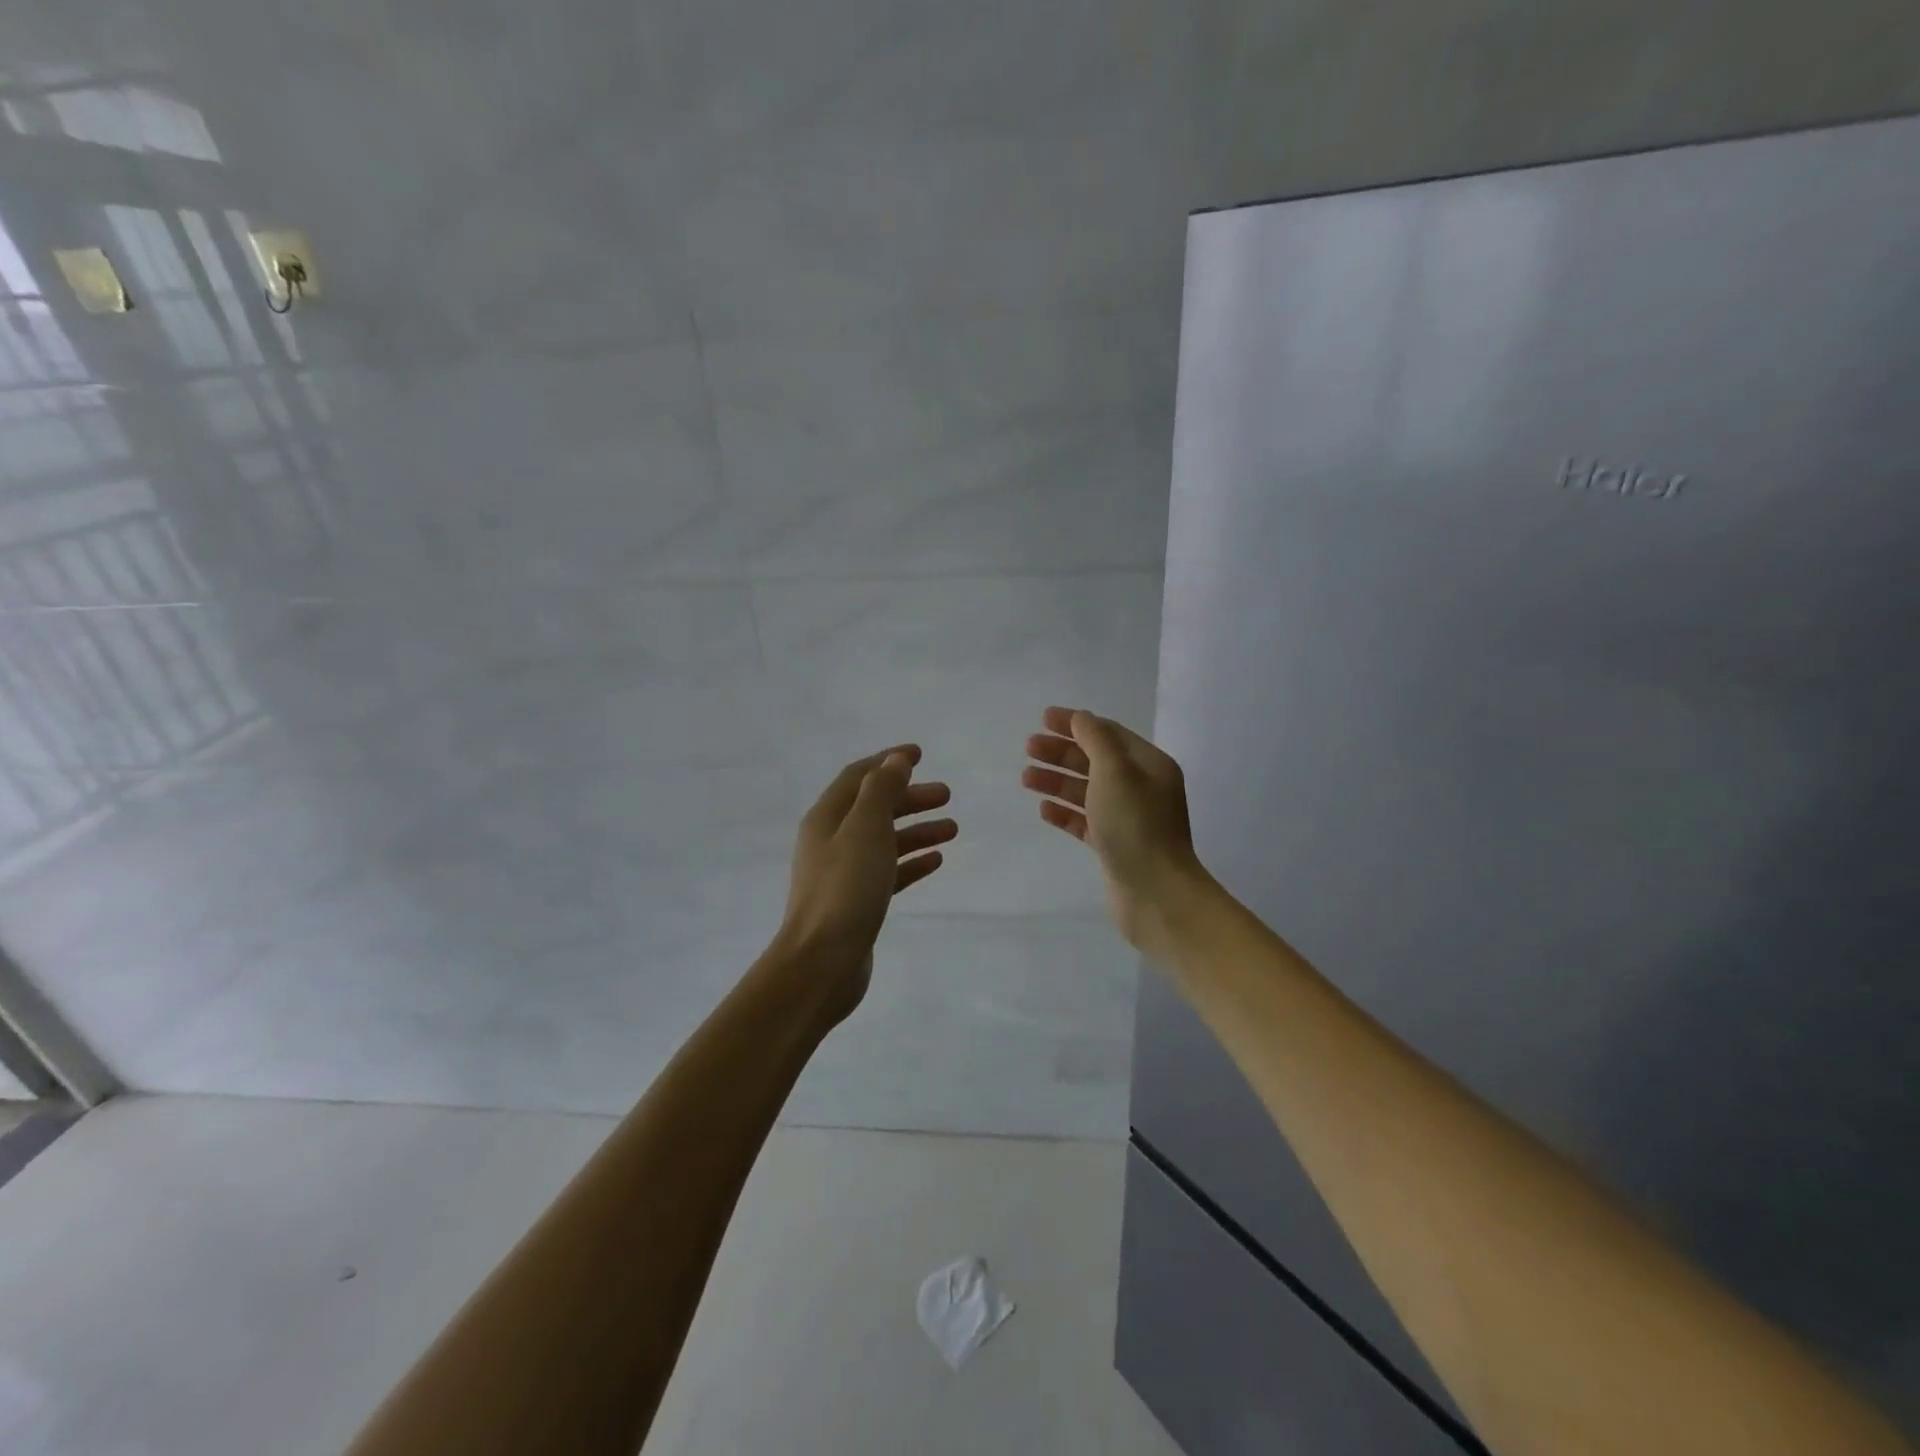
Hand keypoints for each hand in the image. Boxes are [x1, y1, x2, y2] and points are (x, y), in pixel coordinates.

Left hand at [775, 745, 955, 1022]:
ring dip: (916, 830)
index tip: (921, 755)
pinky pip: (888, 872)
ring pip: (884, 840)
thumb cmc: (845, 889)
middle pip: (874, 807)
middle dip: (910, 797)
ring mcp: (843, 874)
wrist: (821, 964)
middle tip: (947, 795)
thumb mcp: (866, 830)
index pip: (858, 776)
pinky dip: (911, 862)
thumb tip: (895, 760)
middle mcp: (831, 841)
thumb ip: (881, 791)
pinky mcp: (856, 902)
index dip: (888, 762)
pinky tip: (936, 861)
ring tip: (953, 829)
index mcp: (827, 818)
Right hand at [1023, 706, 1203, 952]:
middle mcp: (1141, 788)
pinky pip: (1085, 821)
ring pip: (1087, 791)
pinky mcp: (1114, 846)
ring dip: (1057, 781)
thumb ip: (1095, 740)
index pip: (1108, 734)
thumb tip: (1080, 718)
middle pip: (1095, 761)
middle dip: (1062, 752)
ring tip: (1026, 778)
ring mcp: (1128, 819)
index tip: (1043, 718)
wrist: (1156, 894)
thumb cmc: (1135, 826)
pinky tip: (1043, 810)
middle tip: (1029, 748)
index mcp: (1149, 765)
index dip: (1076, 723)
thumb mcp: (1115, 772)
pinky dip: (1065, 812)